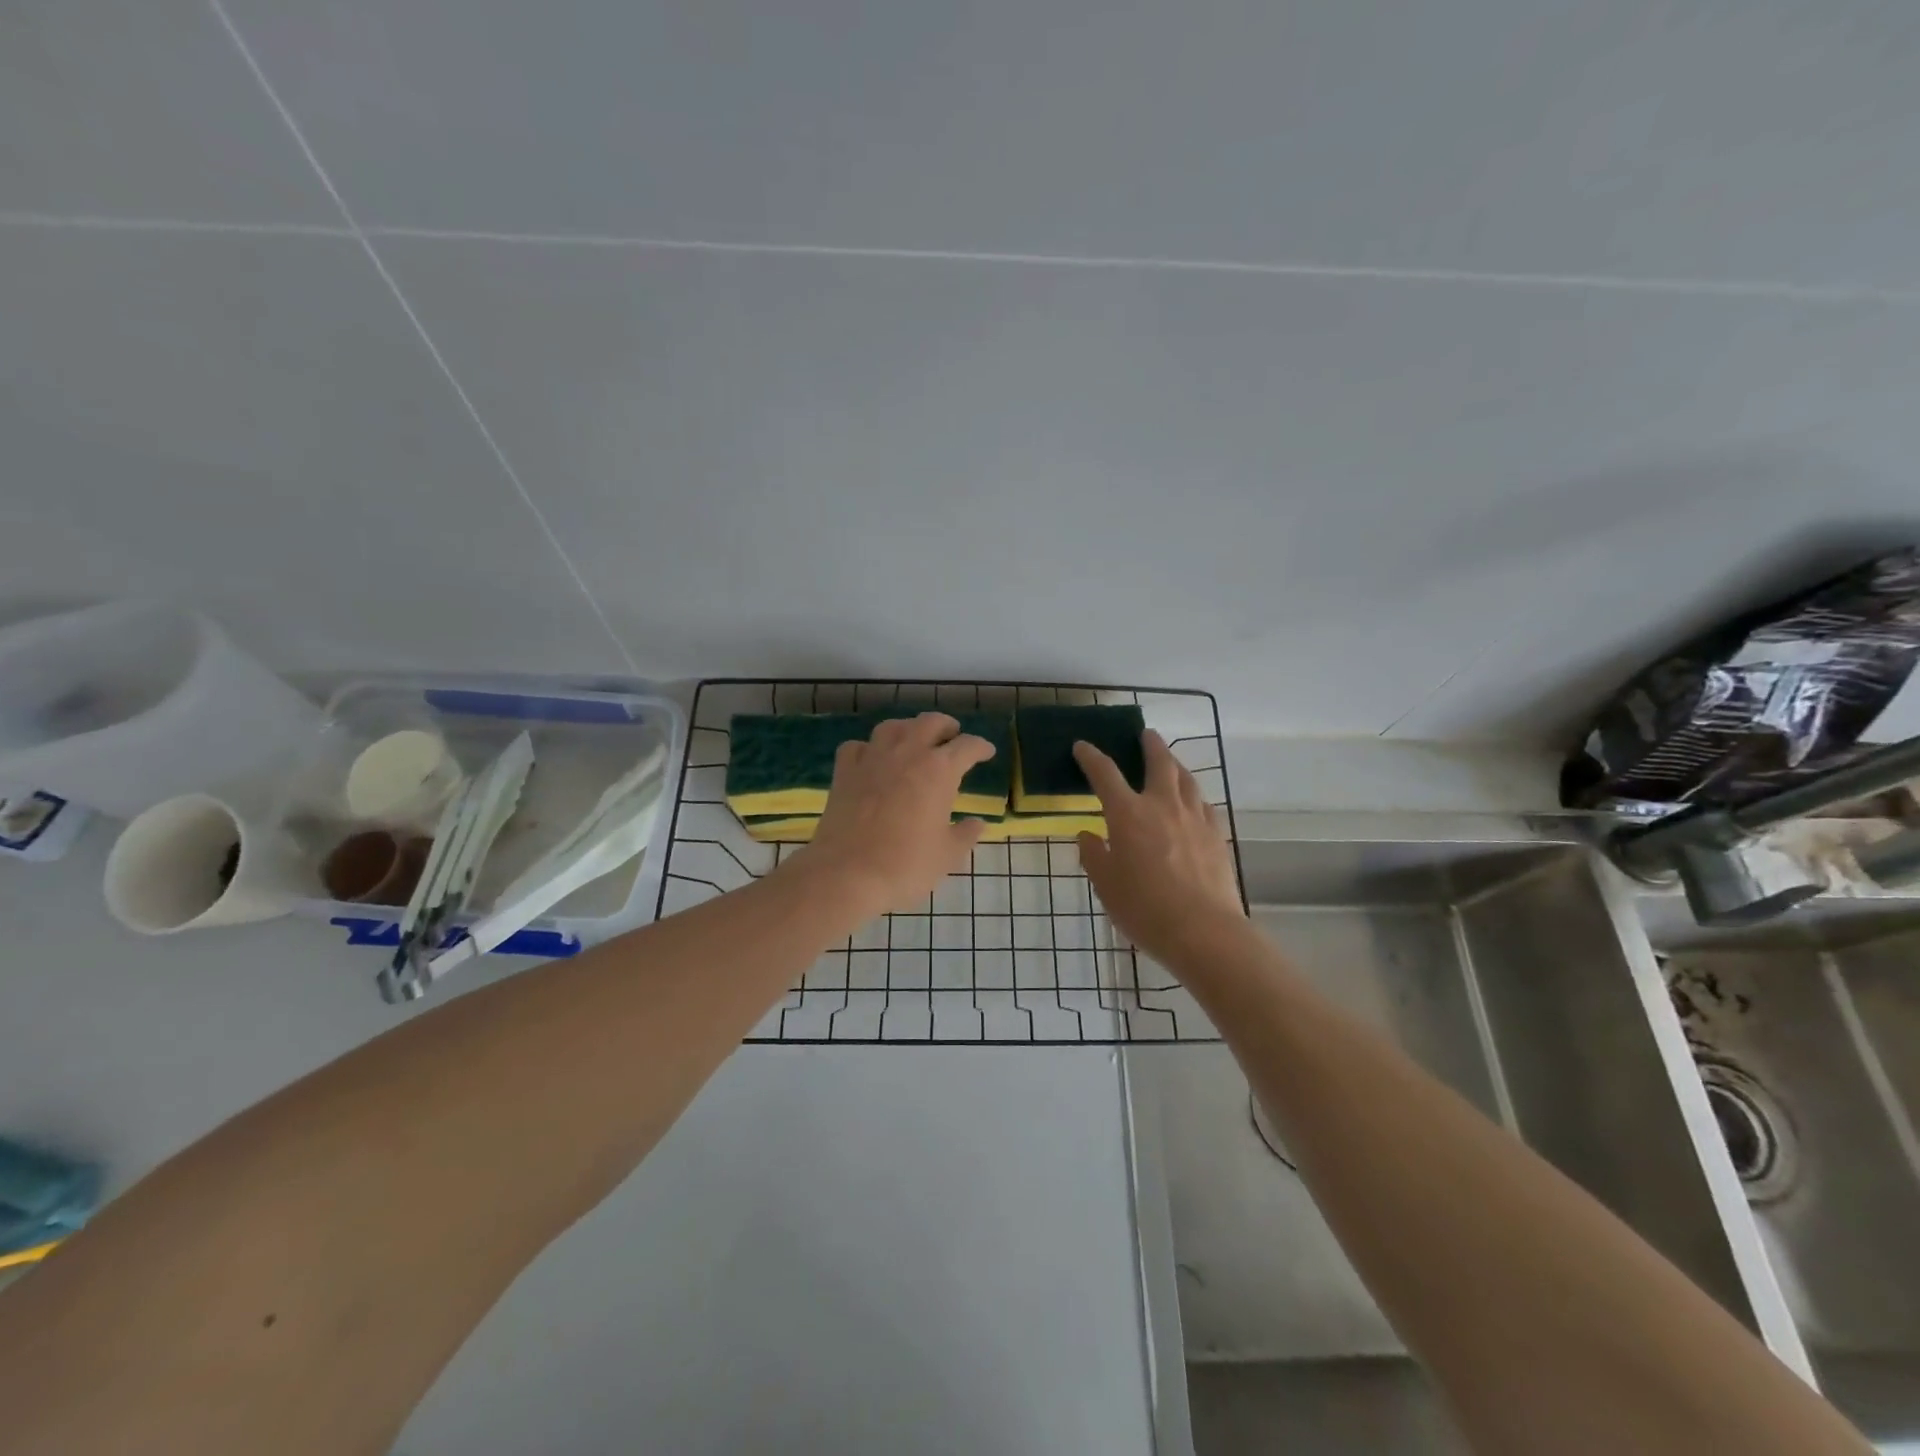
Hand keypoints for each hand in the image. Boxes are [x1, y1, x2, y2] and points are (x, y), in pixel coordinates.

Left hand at [795, 712, 994, 920]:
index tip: (986, 752)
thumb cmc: (906, 865)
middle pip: (929, 723)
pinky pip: (858, 746)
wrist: (847, 873)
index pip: (967, 746)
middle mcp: (907, 753)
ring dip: (908, 728)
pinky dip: (869, 748)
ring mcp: (872, 758)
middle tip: (952, 735)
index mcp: (939, 770)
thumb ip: (966, 834)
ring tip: (913, 740)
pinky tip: (872, 759)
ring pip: (892, 727)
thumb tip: (976, 824)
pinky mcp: (844, 772)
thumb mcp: (947, 855)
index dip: (980, 747)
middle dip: (946, 726)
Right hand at [1075, 730, 1244, 965]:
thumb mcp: (1106, 885)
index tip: (1082, 746)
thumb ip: (1094, 855)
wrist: (1203, 931)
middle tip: (1146, 734)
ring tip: (1170, 763)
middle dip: (1150, 744)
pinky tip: (1193, 804)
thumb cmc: (1144, 908)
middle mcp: (1162, 805)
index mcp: (1128, 813)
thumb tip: (1088, 835)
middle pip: (1159, 762)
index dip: (1091, 757)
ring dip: (1175, 765)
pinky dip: (1194, 796)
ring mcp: (1195, 818)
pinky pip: (1204, 805)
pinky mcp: (1217, 836)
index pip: (1105, 773)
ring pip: (1187, 779)